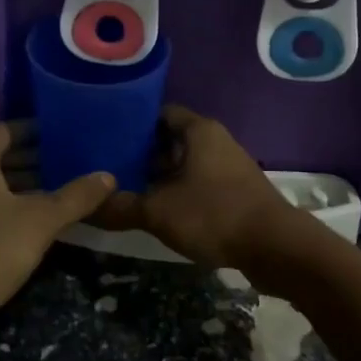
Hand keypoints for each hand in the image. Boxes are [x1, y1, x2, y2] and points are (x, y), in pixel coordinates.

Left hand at [0, 122, 114, 322]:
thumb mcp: (41, 220)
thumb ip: (75, 196)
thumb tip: (108, 176)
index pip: (6, 130)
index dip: (35, 129)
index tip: (64, 133)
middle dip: (34, 158)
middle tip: (70, 161)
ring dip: (23, 184)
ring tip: (61, 189)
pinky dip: (10, 204)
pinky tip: (37, 219)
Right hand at [95, 106, 293, 268]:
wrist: (275, 247)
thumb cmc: (214, 214)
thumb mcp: (158, 212)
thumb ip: (120, 207)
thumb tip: (85, 207)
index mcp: (198, 130)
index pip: (159, 113)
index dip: (131, 122)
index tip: (105, 135)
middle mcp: (214, 140)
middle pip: (169, 139)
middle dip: (140, 152)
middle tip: (107, 166)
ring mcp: (227, 166)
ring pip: (184, 163)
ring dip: (159, 175)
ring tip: (125, 188)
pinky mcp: (235, 191)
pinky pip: (198, 182)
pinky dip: (177, 191)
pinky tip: (156, 209)